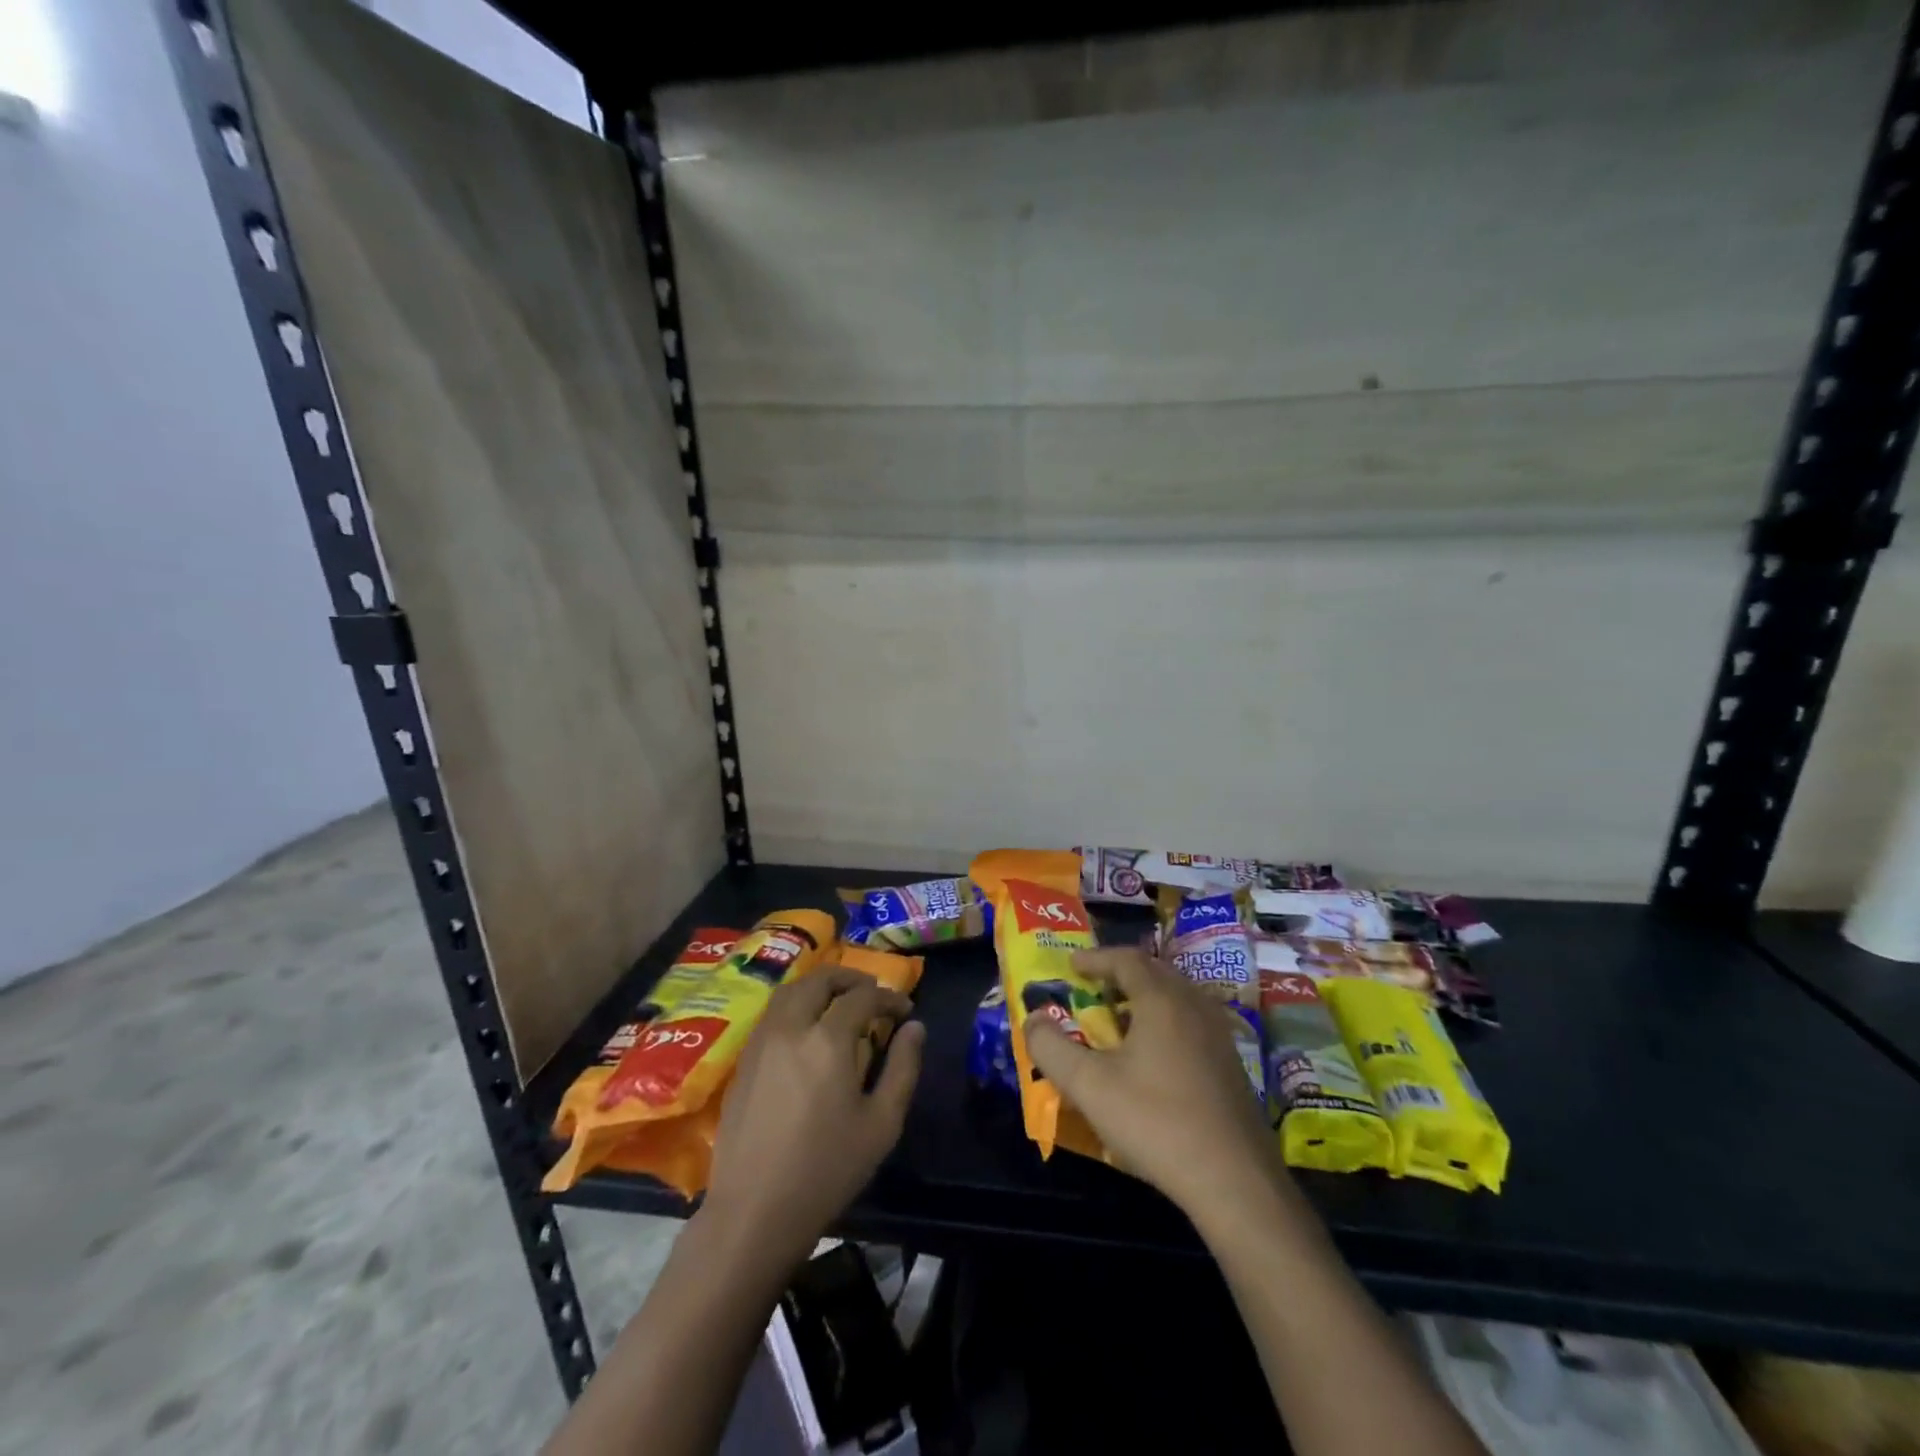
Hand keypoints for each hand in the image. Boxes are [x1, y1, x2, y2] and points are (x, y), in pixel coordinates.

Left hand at [703, 968, 924, 1265]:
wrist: (755, 1212)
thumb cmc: (827, 1170)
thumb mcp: (882, 1123)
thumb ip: (903, 1067)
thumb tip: (915, 1028)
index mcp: (828, 1039)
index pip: (863, 997)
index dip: (889, 997)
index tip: (906, 1012)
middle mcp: (791, 1028)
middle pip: (820, 980)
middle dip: (851, 979)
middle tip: (872, 993)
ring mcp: (761, 1042)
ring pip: (790, 991)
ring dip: (819, 987)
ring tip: (840, 1004)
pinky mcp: (743, 1061)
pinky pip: (773, 1014)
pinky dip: (796, 1005)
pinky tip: (808, 1030)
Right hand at [1024, 947, 1282, 1219]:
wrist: (1235, 1181)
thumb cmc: (1156, 1122)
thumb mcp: (1089, 1086)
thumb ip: (1051, 1048)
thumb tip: (1032, 1019)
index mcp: (1161, 1000)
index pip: (1126, 959)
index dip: (1096, 958)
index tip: (1072, 965)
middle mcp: (1194, 1005)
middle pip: (1155, 972)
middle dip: (1120, 974)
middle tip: (1093, 988)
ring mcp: (1219, 1035)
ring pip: (1177, 998)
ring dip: (1145, 999)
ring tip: (1119, 1020)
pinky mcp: (1232, 1065)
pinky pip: (1192, 1022)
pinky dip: (1165, 1022)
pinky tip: (1153, 1057)